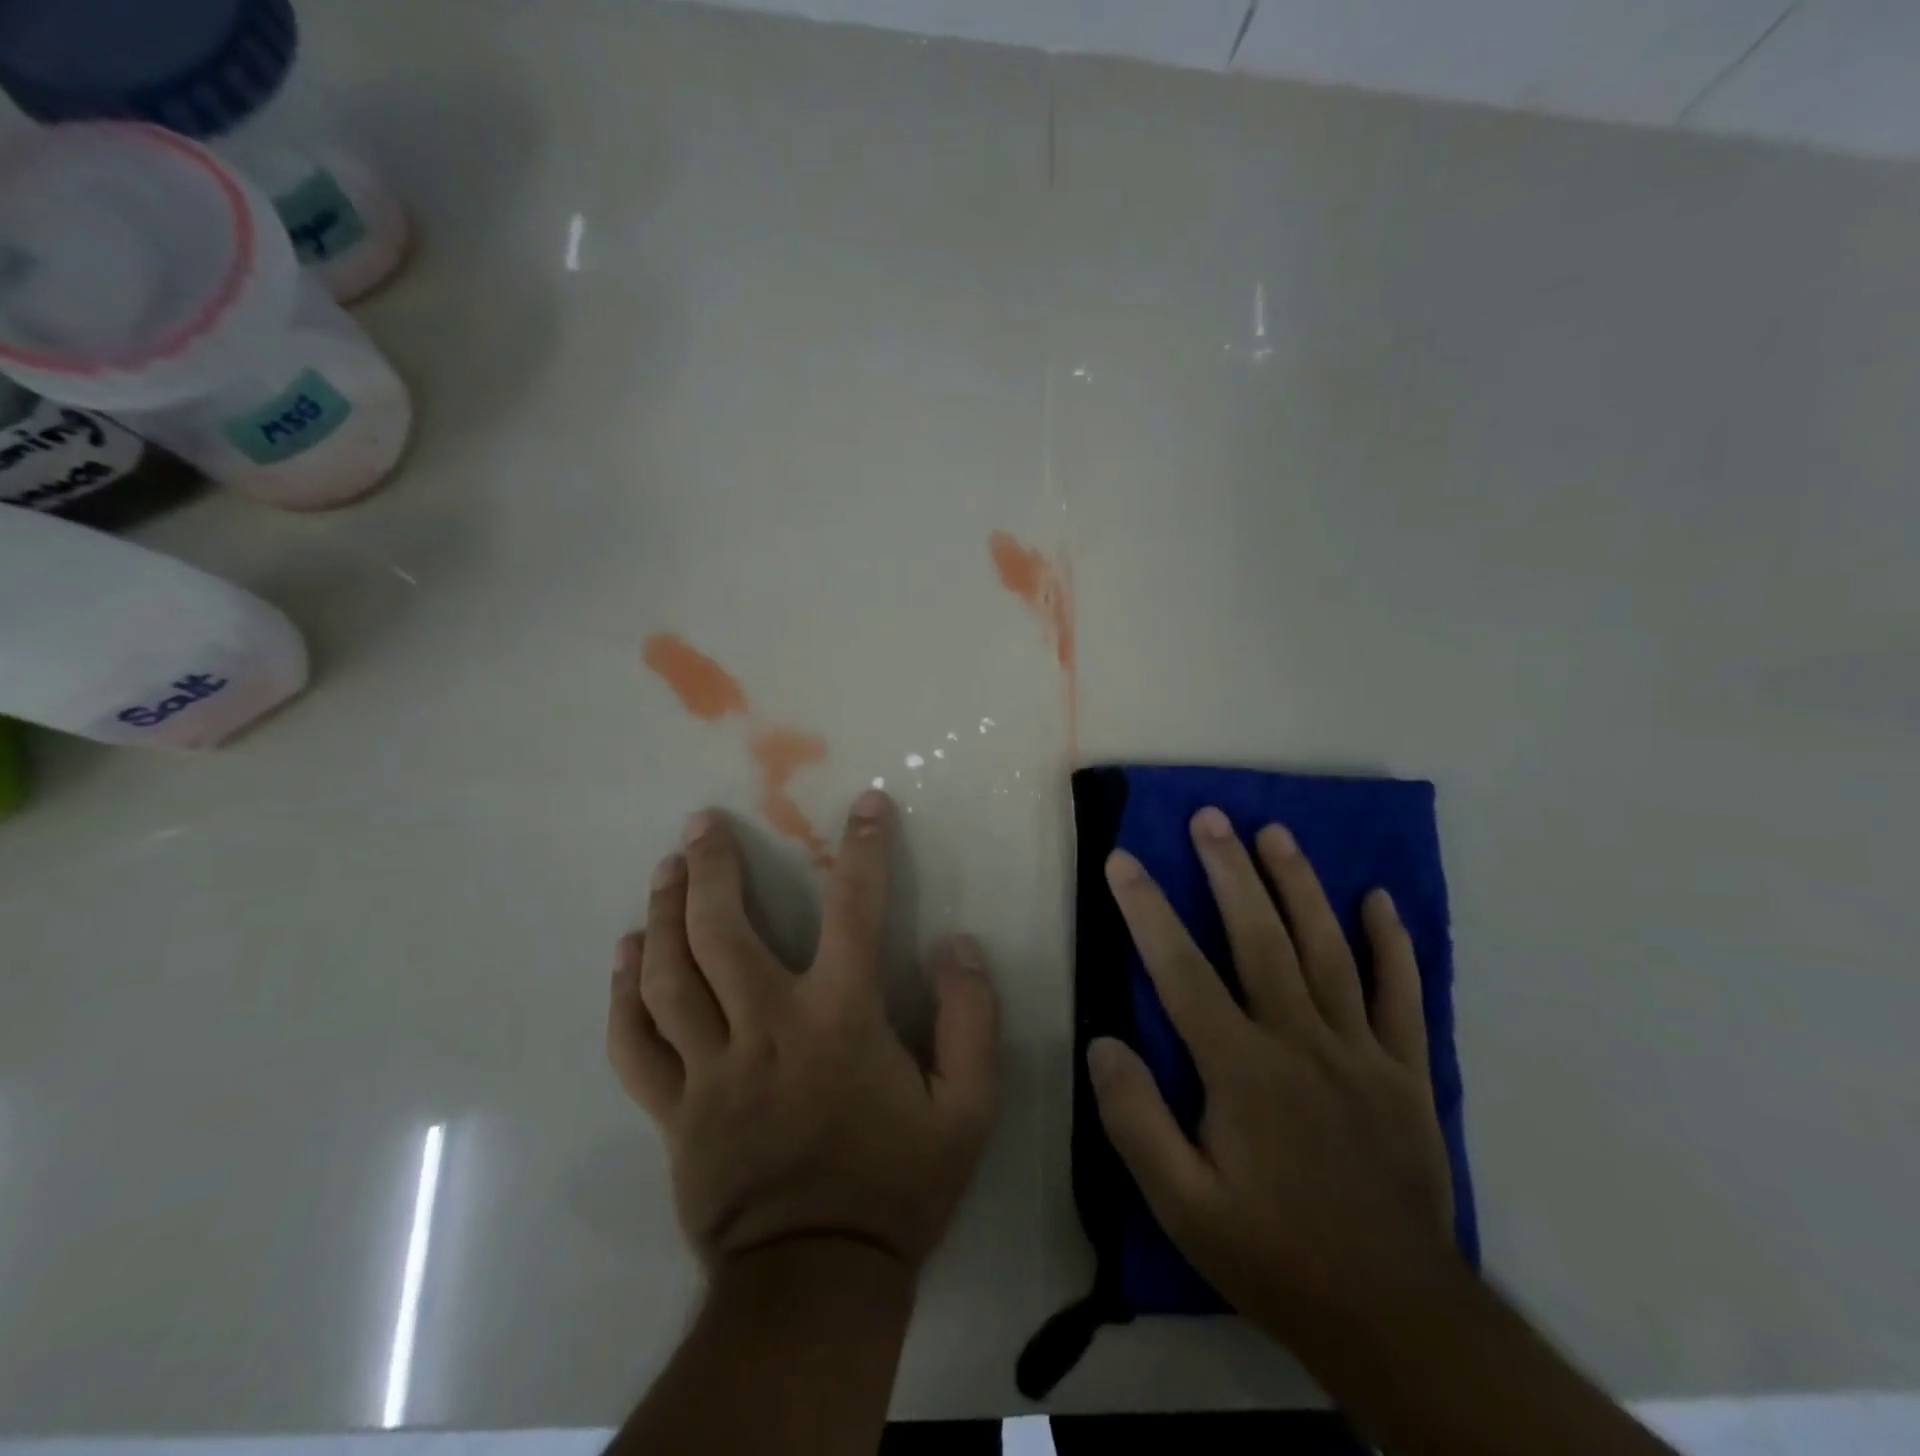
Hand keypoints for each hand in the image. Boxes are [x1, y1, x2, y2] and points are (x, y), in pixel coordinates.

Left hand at [606, 790, 999, 1273]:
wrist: (817, 1284)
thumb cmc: (897, 1188)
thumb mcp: (968, 1110)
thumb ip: (972, 1020)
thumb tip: (958, 945)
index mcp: (840, 1022)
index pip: (855, 912)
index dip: (865, 851)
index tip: (866, 804)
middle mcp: (767, 1029)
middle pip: (722, 932)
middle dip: (711, 867)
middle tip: (702, 823)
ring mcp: (710, 1070)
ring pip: (668, 976)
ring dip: (663, 912)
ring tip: (666, 868)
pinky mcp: (673, 1111)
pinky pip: (634, 1043)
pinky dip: (623, 992)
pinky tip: (625, 952)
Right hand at [1089, 808, 1457, 1346]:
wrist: (1396, 1317)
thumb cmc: (1275, 1255)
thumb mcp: (1184, 1207)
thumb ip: (1136, 1122)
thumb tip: (1103, 1043)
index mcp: (1241, 1070)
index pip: (1182, 970)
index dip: (1147, 909)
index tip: (1123, 859)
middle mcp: (1300, 1041)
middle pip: (1260, 938)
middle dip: (1229, 870)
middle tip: (1209, 817)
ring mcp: (1361, 1051)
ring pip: (1327, 949)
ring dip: (1299, 885)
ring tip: (1274, 833)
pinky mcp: (1407, 1072)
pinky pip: (1402, 995)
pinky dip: (1392, 944)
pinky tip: (1378, 899)